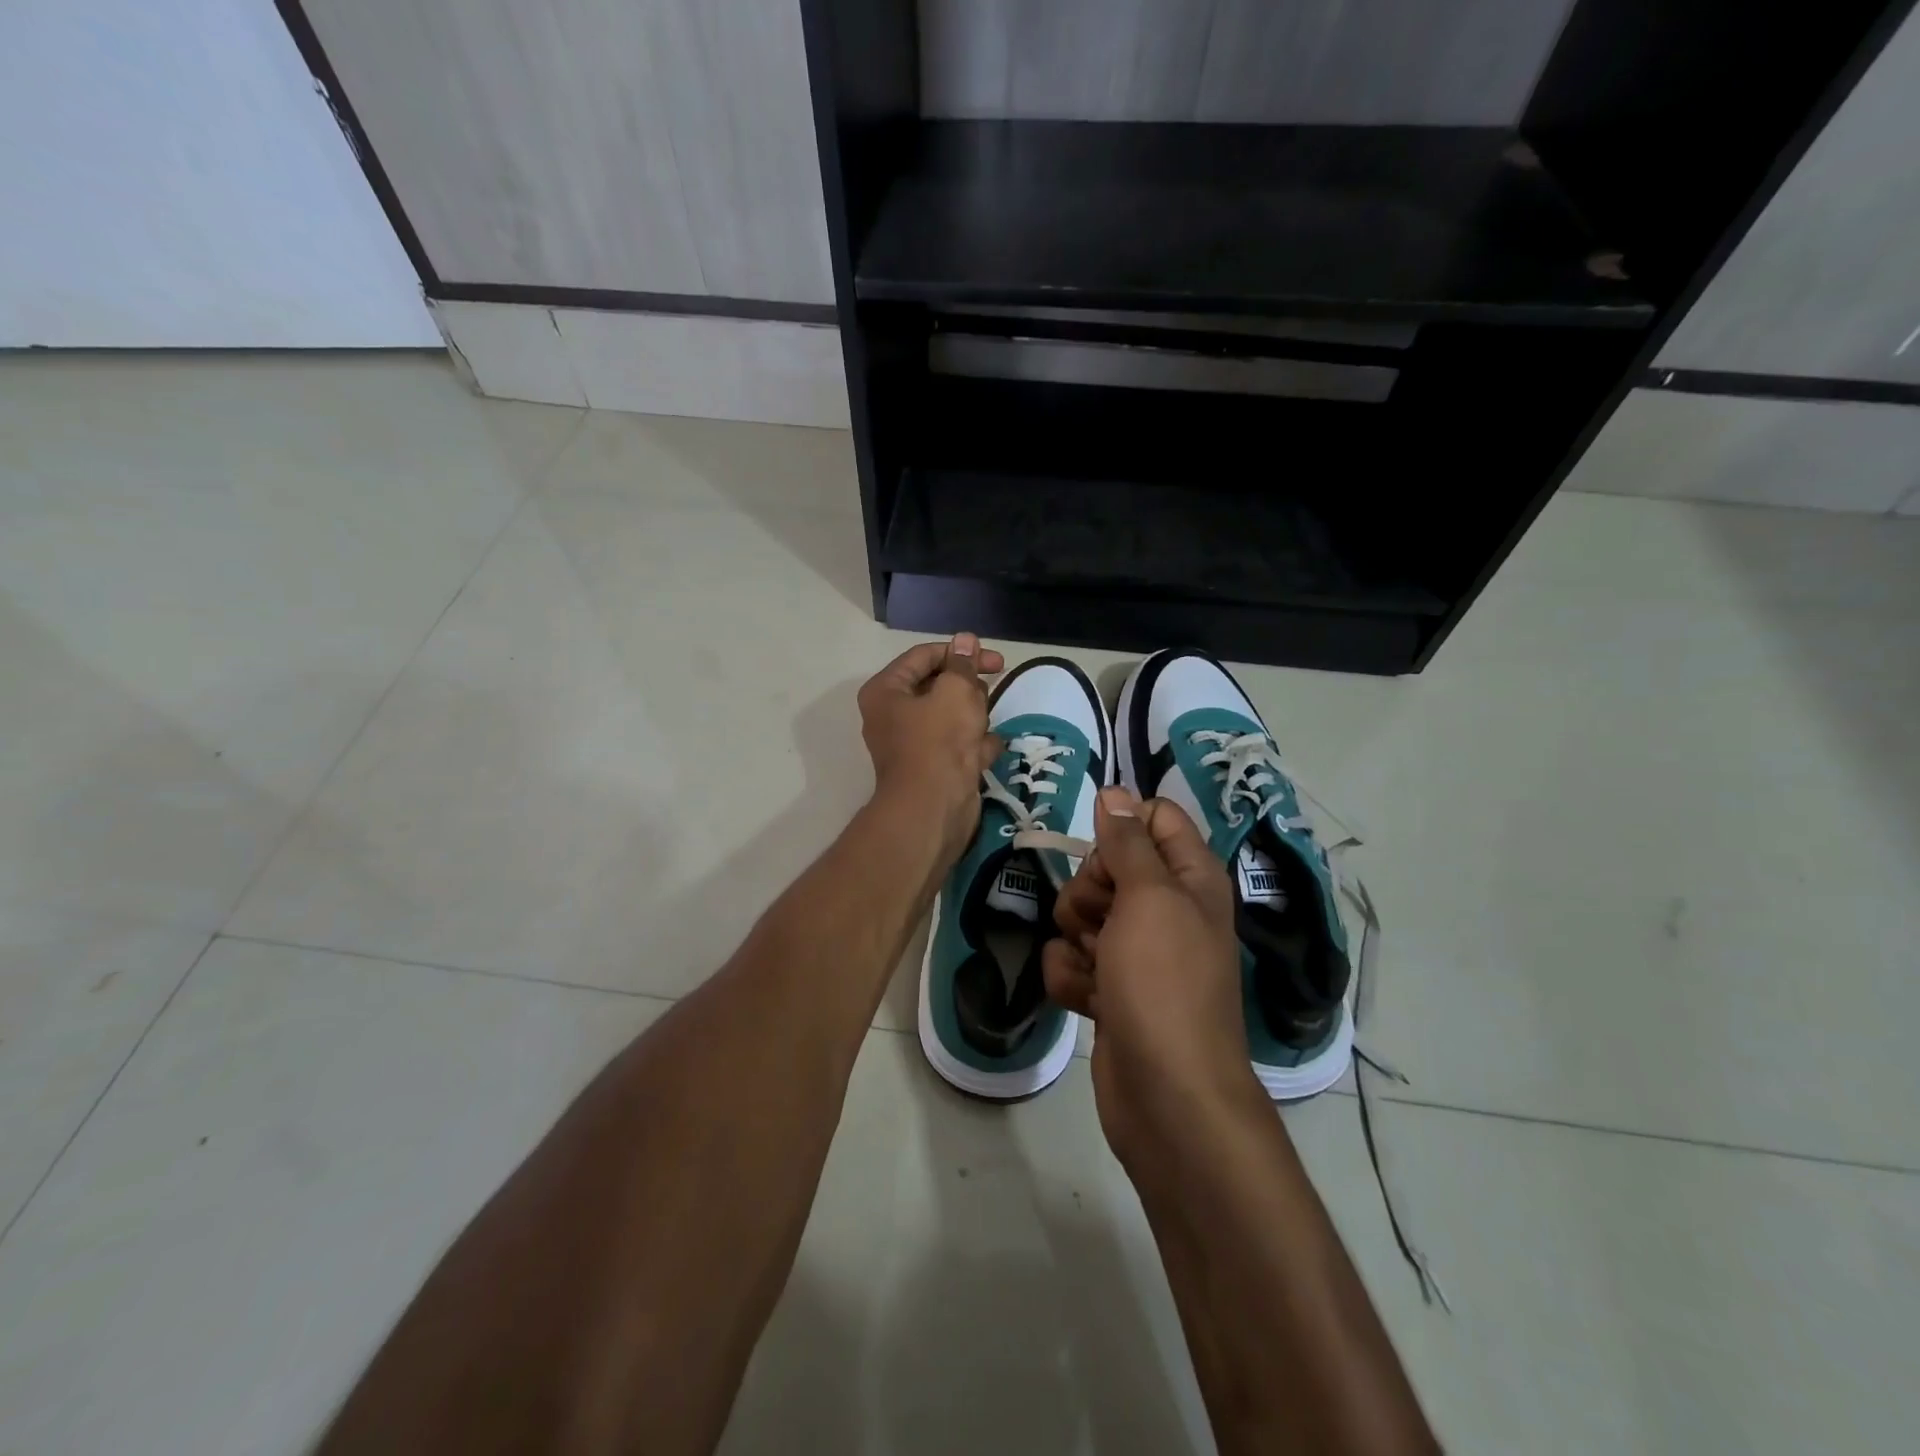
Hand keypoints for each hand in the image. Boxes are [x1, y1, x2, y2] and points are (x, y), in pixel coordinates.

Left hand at [858, 633, 1005, 860]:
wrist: (933, 809)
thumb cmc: (939, 741)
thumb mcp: (956, 691)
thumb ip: (963, 664)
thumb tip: (965, 640)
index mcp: (886, 691)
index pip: (924, 656)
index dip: (960, 652)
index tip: (995, 661)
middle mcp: (893, 715)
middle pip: (938, 686)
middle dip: (967, 690)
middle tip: (985, 697)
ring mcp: (914, 744)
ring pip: (952, 717)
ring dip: (973, 718)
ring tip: (981, 727)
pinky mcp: (933, 768)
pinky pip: (958, 745)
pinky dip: (975, 746)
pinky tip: (986, 750)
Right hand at [1043, 787, 1263, 1162]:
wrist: (1167, 1095)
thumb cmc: (1164, 983)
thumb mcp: (1149, 897)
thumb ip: (1129, 842)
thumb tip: (1115, 792)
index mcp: (1190, 878)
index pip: (1153, 819)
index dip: (1121, 827)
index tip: (1102, 849)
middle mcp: (1165, 909)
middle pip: (1106, 865)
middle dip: (1089, 889)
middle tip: (1102, 919)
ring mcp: (1136, 952)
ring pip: (1080, 913)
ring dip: (1075, 937)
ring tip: (1097, 967)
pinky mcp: (1110, 989)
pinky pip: (1071, 959)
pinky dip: (1071, 977)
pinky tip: (1087, 1000)